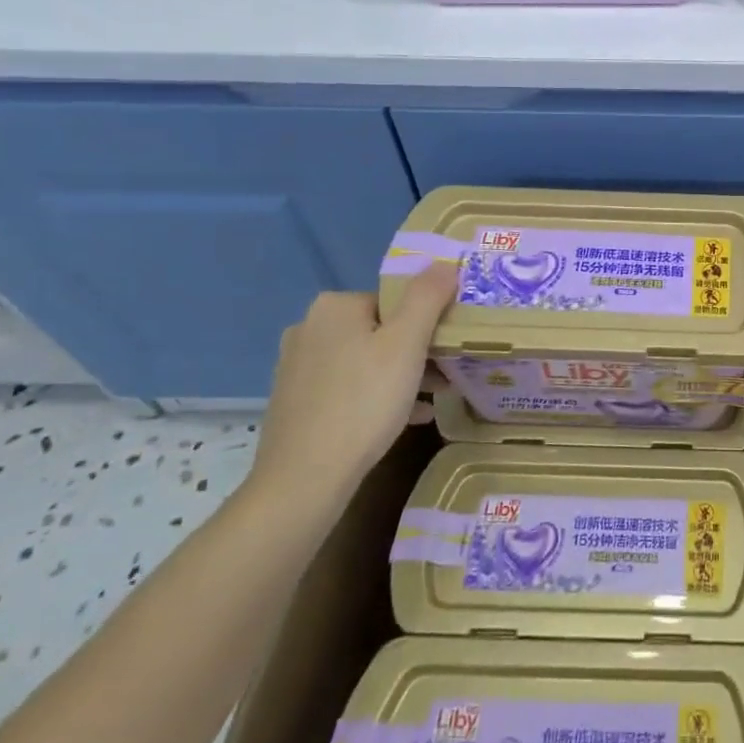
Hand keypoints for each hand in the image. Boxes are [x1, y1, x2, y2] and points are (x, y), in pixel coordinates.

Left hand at [245, 262, 458, 512]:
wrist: (304, 480)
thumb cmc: (363, 402)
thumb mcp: (407, 344)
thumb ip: (428, 297)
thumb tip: (445, 263)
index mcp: (334, 307)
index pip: (395, 300)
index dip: (427, 322)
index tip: (448, 347)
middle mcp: (309, 328)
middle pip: (380, 329)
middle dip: (416, 350)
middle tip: (446, 373)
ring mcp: (297, 367)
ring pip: (365, 360)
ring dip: (401, 374)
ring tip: (433, 397)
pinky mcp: (295, 401)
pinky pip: (348, 387)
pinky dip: (377, 396)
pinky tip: (406, 418)